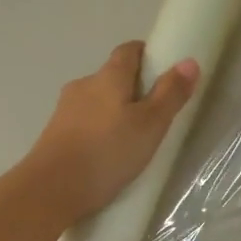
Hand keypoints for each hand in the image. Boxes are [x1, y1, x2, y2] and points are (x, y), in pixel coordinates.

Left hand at [26, 42, 198, 223]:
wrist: (51, 189)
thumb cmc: (107, 153)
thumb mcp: (150, 125)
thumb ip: (170, 95)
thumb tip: (189, 62)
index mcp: (108, 77)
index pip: (128, 51)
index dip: (146, 56)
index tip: (162, 72)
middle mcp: (83, 85)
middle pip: (111, 78)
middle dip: (132, 90)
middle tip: (153, 115)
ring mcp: (64, 111)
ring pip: (95, 103)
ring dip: (112, 113)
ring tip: (130, 140)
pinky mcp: (54, 135)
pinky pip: (83, 125)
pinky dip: (97, 133)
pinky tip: (106, 156)